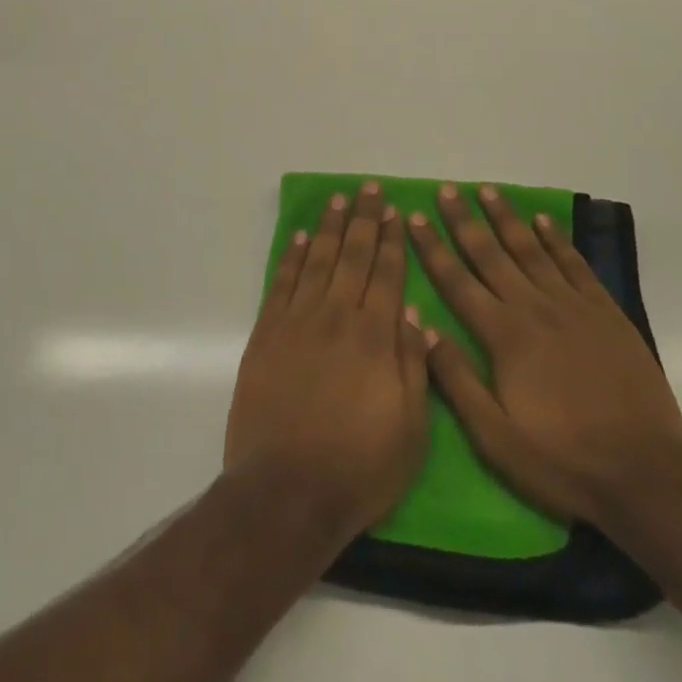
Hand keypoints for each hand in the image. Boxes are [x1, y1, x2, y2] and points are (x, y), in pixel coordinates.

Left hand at [224, 182, 430, 546]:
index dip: (392, 241)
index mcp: (375, 337)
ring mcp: (298, 322)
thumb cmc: (359, 468)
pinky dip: (294, 257)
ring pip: (318, 261)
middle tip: (369, 189)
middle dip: (364, 220)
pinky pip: (283, 283)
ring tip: (339, 200)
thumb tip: (412, 313)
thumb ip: (413, 366)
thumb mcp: (411, 430)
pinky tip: (302, 238)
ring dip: (330, 227)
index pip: (387, 275)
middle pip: (353, 256)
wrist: (286, 491)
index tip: (396, 212)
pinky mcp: (267, 334)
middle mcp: (337, 317)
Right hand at [407, 183, 681, 533]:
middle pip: (491, 254)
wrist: (647, 474)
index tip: (415, 216)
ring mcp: (573, 306)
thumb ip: (457, 381)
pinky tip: (543, 221)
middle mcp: (534, 308)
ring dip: (506, 217)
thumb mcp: (496, 438)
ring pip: (531, 249)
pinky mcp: (605, 312)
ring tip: (487, 189)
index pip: (457, 281)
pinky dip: (556, 239)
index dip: (433, 248)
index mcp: (504, 336)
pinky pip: (575, 264)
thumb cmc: (563, 461)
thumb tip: (425, 328)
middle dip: (464, 220)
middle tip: (446, 189)